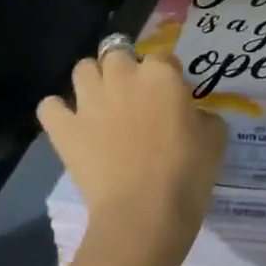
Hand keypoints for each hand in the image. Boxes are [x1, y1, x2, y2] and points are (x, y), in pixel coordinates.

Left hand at [37, 47, 225, 265]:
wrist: (144, 212)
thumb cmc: (187, 172)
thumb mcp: (216, 138)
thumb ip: (205, 116)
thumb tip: (194, 116)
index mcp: (161, 74)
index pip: (164, 57)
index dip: (169, 74)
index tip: (174, 95)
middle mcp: (122, 77)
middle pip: (117, 53)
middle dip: (125, 67)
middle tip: (136, 95)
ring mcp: (89, 102)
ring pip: (82, 69)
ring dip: (92, 80)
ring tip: (102, 102)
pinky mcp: (65, 130)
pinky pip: (49, 106)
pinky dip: (57, 111)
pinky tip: (69, 123)